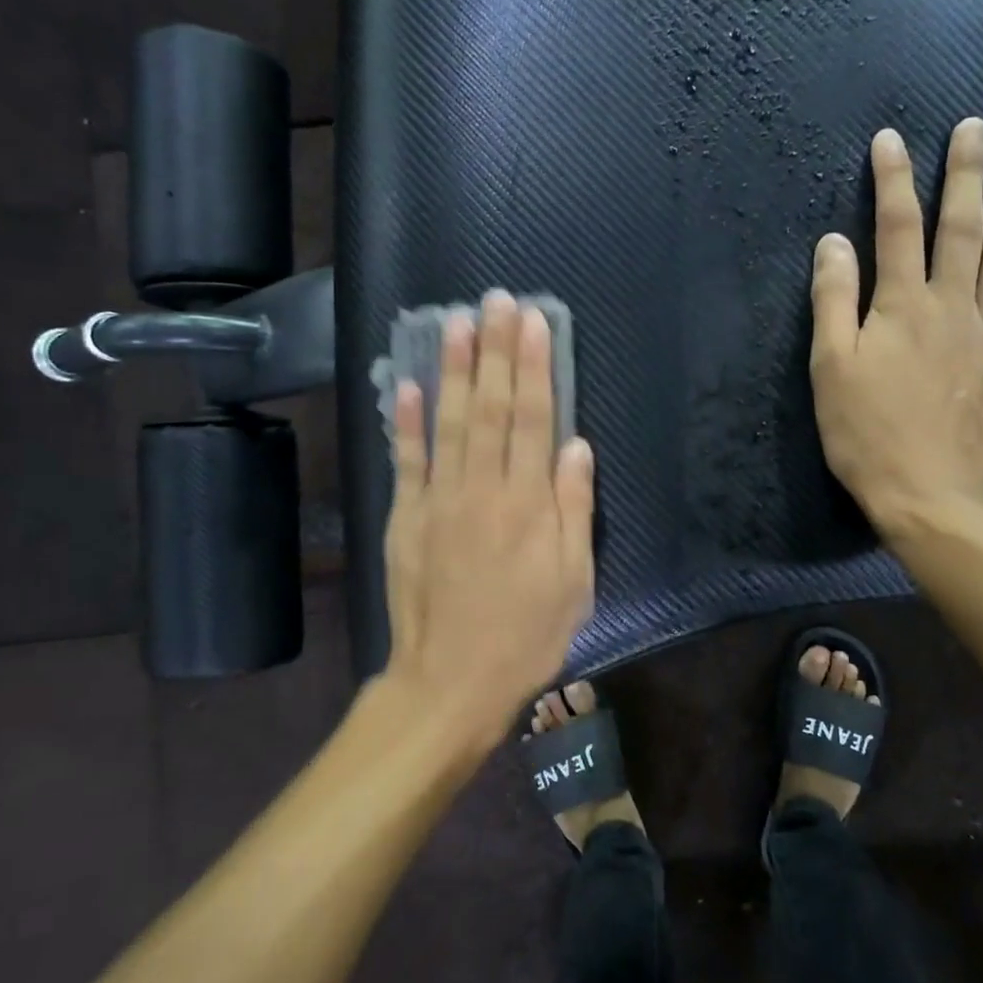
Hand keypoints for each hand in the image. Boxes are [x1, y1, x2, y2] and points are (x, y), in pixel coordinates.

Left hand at [382, 291, 595, 750]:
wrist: (451, 682)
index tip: (534, 322)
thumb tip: (576, 447)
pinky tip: (406, 385)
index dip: (534, 368)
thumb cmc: (526, 636)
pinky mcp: (406, 520)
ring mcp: (438, 502)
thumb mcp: (573, 583)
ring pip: (448, 423)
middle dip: (495, 351)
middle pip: (490, 408)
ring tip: (455, 323)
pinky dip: (406, 422)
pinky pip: (407, 462)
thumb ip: (574, 510)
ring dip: (452, 370)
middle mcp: (482, 490)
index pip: (532, 419)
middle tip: (495, 300)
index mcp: (528, 504)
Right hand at [810, 119, 982, 534]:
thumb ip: (833, 301)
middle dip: (965, 176)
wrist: (926, 493)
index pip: (895, 229)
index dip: (892, 181)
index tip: (891, 138)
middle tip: (976, 128)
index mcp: (902, 306)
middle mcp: (952, 308)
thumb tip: (835, 243)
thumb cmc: (864, 433)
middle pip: (960, 231)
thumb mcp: (830, 368)